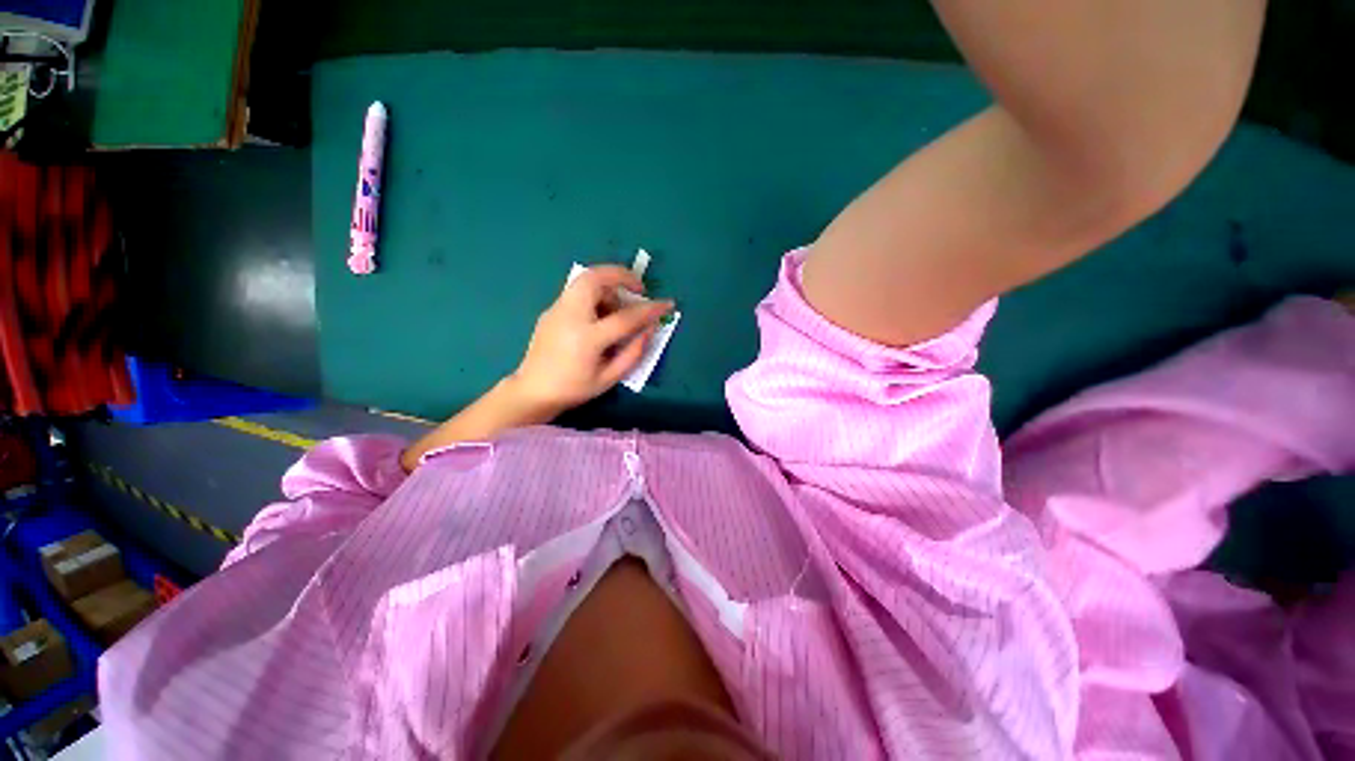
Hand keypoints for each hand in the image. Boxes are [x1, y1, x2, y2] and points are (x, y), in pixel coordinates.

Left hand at [511, 265, 673, 412]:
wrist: (532, 391)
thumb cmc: (574, 389)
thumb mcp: (609, 379)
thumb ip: (633, 353)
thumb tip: (649, 329)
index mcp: (587, 339)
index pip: (625, 317)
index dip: (650, 309)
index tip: (667, 304)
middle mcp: (570, 316)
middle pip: (595, 278)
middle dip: (621, 274)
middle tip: (638, 288)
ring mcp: (557, 309)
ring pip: (584, 280)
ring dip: (608, 285)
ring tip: (619, 308)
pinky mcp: (551, 310)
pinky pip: (577, 291)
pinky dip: (595, 294)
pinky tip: (600, 315)